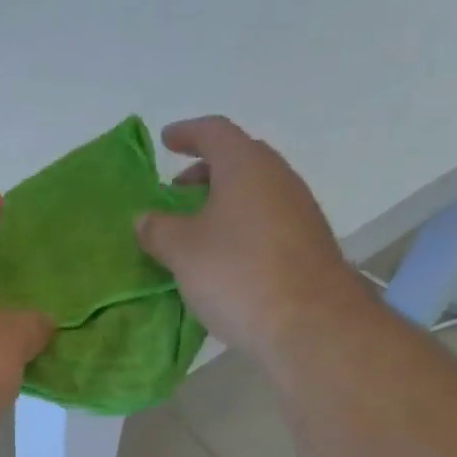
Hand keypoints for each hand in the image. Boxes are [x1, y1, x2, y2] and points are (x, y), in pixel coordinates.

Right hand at [135, 117, 365, 362]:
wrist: (311, 324)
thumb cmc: (238, 275)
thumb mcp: (183, 252)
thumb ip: (158, 230)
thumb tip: (146, 219)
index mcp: (245, 166)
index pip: (214, 132)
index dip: (187, 134)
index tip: (167, 141)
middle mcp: (278, 178)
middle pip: (239, 160)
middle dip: (205, 172)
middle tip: (177, 191)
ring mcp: (300, 212)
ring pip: (256, 193)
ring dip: (225, 203)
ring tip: (198, 229)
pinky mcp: (309, 246)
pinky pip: (268, 222)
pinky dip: (242, 228)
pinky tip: (227, 258)